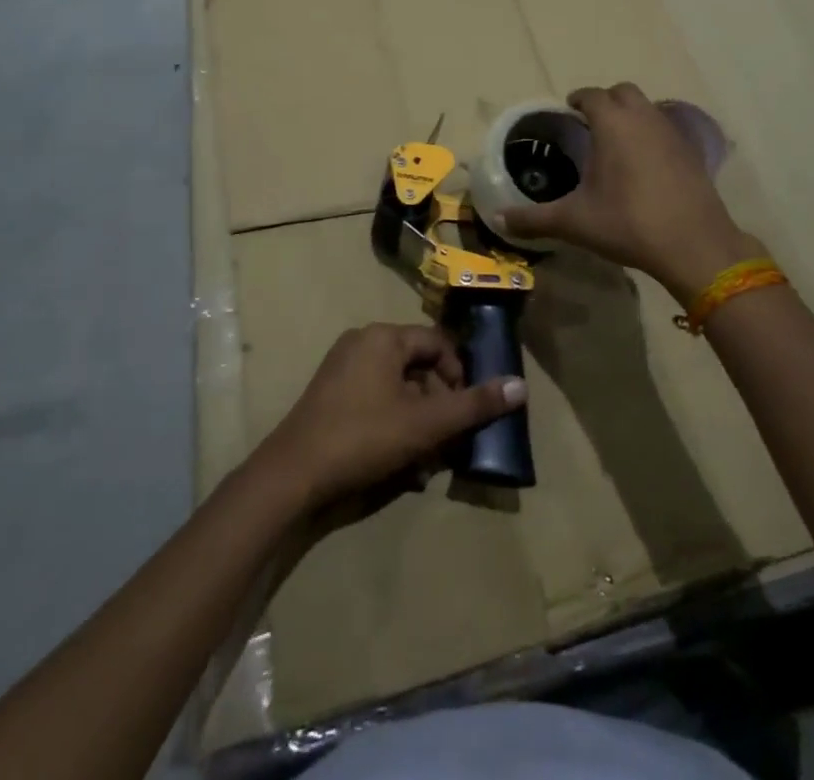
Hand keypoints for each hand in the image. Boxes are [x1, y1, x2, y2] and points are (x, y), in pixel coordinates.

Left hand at [251, 324, 524, 512]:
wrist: (292, 476)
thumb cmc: (364, 437)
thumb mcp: (426, 423)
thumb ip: (474, 405)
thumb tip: (521, 387)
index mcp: (383, 338)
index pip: (437, 343)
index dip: (459, 375)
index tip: (467, 410)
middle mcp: (361, 344)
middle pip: (417, 366)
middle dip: (438, 404)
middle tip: (448, 440)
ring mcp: (341, 370)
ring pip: (397, 389)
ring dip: (418, 421)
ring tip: (425, 460)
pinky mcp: (330, 398)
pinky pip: (375, 402)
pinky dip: (393, 426)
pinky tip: (399, 464)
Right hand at [494, 83, 763, 300]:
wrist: (694, 245)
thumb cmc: (628, 223)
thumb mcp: (575, 222)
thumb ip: (534, 219)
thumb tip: (499, 220)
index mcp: (613, 124)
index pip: (592, 95)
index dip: (578, 99)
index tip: (568, 110)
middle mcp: (643, 118)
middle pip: (623, 92)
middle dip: (605, 101)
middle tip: (590, 123)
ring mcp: (672, 132)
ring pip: (647, 108)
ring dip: (630, 115)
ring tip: (615, 142)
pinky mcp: (691, 151)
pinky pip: (665, 128)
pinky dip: (651, 134)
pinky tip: (644, 163)